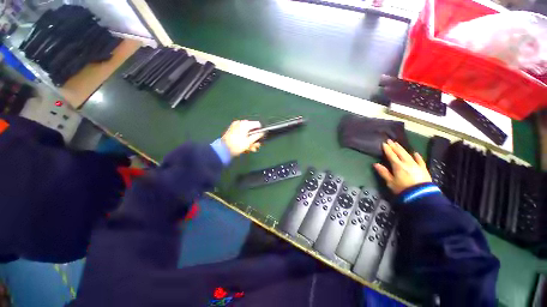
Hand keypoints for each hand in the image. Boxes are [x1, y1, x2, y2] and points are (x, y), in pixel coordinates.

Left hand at [222, 120, 263, 156]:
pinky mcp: (232, 130)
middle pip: (252, 129)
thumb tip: (262, 133)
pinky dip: (244, 139)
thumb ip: (257, 136)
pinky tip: (245, 147)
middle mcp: (240, 123)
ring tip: (251, 149)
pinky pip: (241, 133)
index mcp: (245, 124)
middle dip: (255, 138)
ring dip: (250, 140)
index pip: (257, 124)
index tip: (261, 138)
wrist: (223, 149)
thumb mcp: (249, 142)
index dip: (260, 131)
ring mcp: (235, 126)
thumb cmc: (237, 145)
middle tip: (255, 146)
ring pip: (247, 132)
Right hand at [374, 139, 431, 193]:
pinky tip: (415, 153)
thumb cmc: (403, 189)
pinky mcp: (423, 169)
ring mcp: (416, 165)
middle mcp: (407, 163)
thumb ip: (383, 172)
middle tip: (390, 140)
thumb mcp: (390, 182)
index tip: (384, 143)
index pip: (391, 155)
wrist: (421, 196)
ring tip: (398, 144)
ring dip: (402, 149)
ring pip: (408, 155)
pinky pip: (420, 161)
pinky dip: (417, 156)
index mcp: (398, 166)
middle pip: (400, 153)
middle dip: (394, 146)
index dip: (387, 149)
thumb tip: (375, 164)